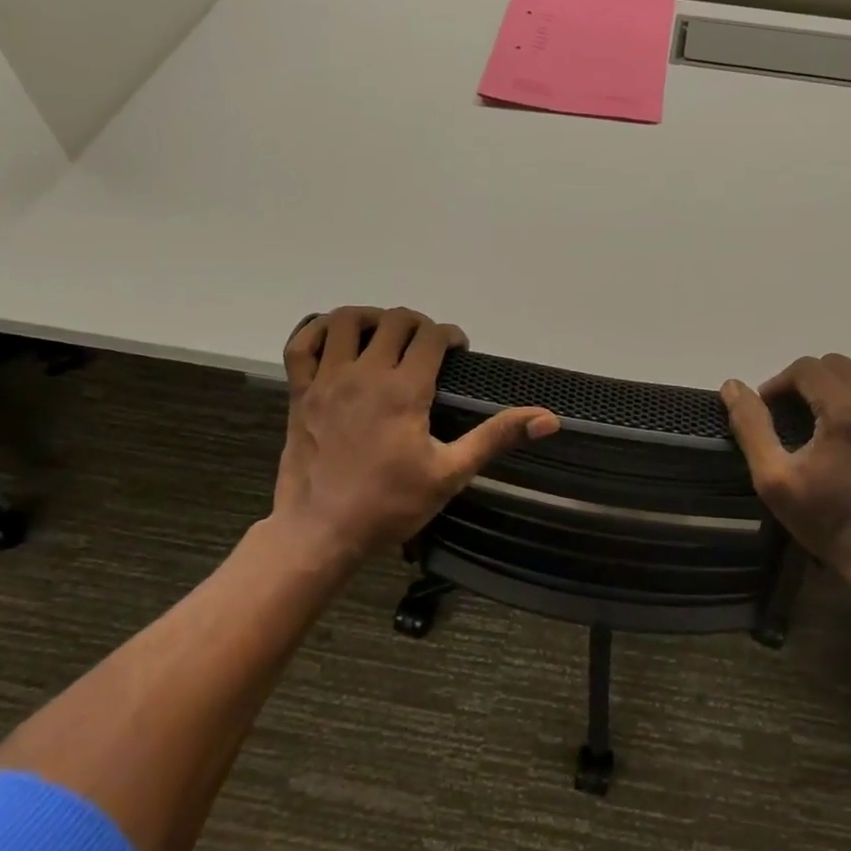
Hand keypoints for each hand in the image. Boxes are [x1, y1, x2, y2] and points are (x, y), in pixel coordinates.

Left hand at [274, 307, 558, 569]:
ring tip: (384, 335)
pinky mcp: (300, 392)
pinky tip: (336, 339)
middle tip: (428, 348)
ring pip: (347, 320)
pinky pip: (301, 342)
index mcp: (405, 389)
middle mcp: (365, 373)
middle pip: (395, 320)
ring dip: (371, 318)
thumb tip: (549, 419)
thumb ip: (497, 437)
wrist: (321, 533)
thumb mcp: (452, 473)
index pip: (432, 335)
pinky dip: (318, 329)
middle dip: (419, 324)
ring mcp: (327, 379)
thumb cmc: (391, 505)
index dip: (451, 336)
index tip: (458, 352)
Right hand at [721, 355, 850, 580]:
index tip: (774, 408)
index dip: (783, 383)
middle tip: (806, 415)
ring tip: (846, 420)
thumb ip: (751, 426)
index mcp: (847, 408)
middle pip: (845, 366)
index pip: (808, 368)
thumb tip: (732, 385)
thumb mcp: (774, 478)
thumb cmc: (826, 520)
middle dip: (818, 383)